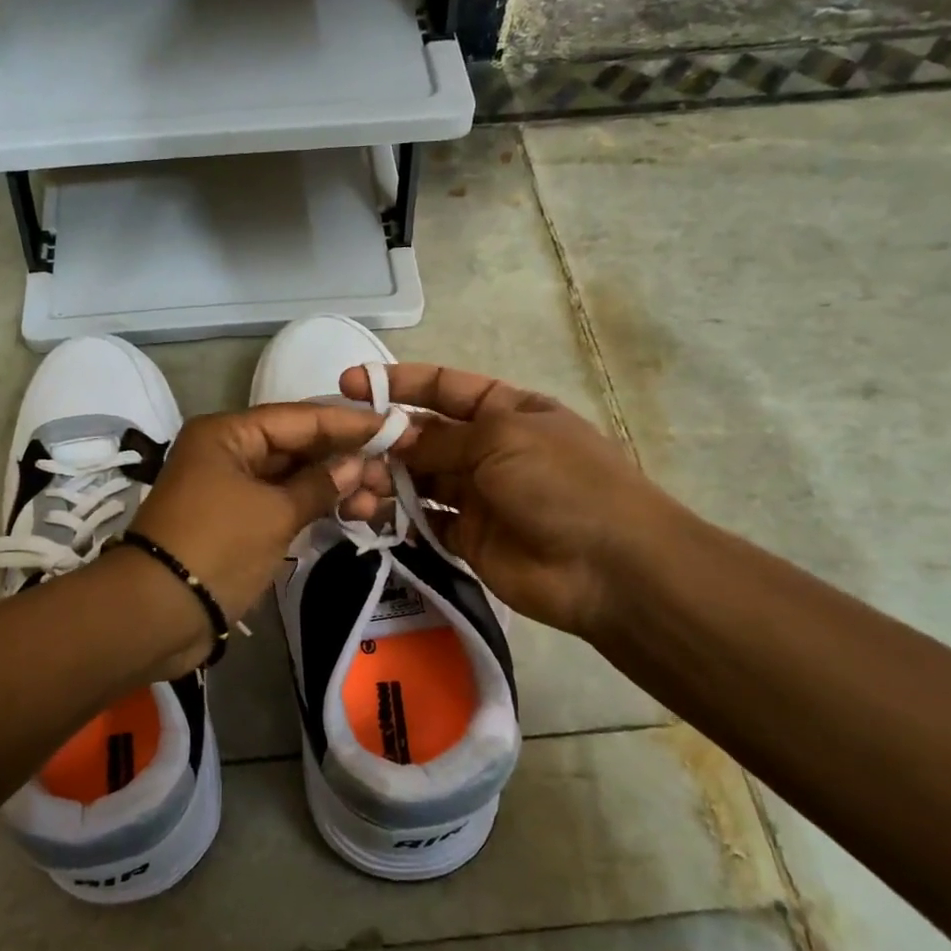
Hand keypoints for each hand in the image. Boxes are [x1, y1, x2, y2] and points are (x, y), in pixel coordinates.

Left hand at [125, 403, 404, 659]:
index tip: (393, 428)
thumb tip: (355, 465)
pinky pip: (281, 504)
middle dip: (344, 460)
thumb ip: (319, 485)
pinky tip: (351, 514)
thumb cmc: (217, 546)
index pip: (299, 418)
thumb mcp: (274, 513)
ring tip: (379, 502)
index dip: (347, 423)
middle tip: (392, 474)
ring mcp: (230, 488)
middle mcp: (227, 452)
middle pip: (296, 446)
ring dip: (333, 487)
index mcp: (227, 434)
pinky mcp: (235, 522)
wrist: (158, 612)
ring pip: (291, 478)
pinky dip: (312, 508)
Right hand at [340, 363, 667, 639]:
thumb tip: (394, 436)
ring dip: (383, 480)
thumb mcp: (503, 439)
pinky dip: (396, 518)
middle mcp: (489, 449)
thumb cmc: (563, 482)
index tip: (348, 384)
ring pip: (417, 480)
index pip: (443, 387)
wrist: (609, 567)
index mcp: (507, 411)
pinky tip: (368, 515)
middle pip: (424, 435)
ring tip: (352, 489)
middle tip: (341, 451)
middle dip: (383, 438)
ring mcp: (478, 496)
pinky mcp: (468, 539)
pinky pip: (423, 521)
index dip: (397, 383)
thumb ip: (442, 438)